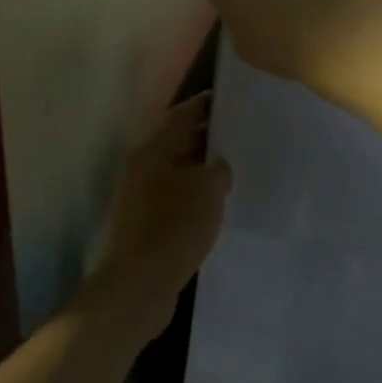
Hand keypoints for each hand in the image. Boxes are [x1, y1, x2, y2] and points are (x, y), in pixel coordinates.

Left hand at [93, 94, 231, 340]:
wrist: (141, 284)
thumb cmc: (174, 226)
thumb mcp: (207, 189)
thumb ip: (218, 169)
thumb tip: (218, 166)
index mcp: (152, 151)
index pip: (180, 115)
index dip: (205, 105)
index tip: (231, 98)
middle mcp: (143, 168)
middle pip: (177, 142)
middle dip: (207, 136)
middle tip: (240, 134)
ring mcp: (142, 197)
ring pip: (178, 172)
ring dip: (202, 168)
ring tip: (235, 167)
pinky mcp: (147, 223)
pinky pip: (176, 197)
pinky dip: (196, 194)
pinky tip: (218, 202)